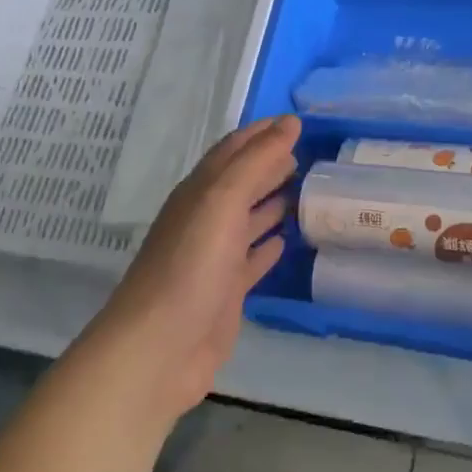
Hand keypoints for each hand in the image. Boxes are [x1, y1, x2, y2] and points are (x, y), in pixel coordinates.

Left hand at [79, 115, 298, 422]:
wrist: (160, 348)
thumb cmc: (191, 267)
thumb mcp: (222, 202)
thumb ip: (256, 161)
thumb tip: (289, 123)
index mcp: (200, 192)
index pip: (233, 150)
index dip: (262, 133)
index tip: (297, 123)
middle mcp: (205, 219)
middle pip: (241, 182)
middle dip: (271, 165)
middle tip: (310, 155)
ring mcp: (215, 257)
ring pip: (248, 219)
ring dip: (273, 202)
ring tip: (307, 190)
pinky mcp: (226, 291)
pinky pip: (251, 259)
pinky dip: (268, 246)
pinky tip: (287, 240)